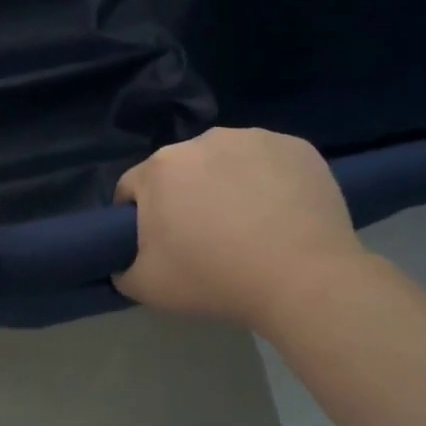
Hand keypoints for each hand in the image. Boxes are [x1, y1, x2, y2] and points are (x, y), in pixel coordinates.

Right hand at [114, 127, 365, 327]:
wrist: (304, 279)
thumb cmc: (216, 279)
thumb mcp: (147, 288)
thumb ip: (121, 269)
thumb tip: (122, 260)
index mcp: (160, 168)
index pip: (133, 188)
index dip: (139, 217)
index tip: (159, 244)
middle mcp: (202, 140)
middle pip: (180, 170)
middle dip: (185, 197)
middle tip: (207, 238)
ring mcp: (253, 138)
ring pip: (226, 160)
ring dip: (227, 183)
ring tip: (251, 225)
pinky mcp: (295, 146)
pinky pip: (269, 160)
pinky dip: (269, 180)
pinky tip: (282, 213)